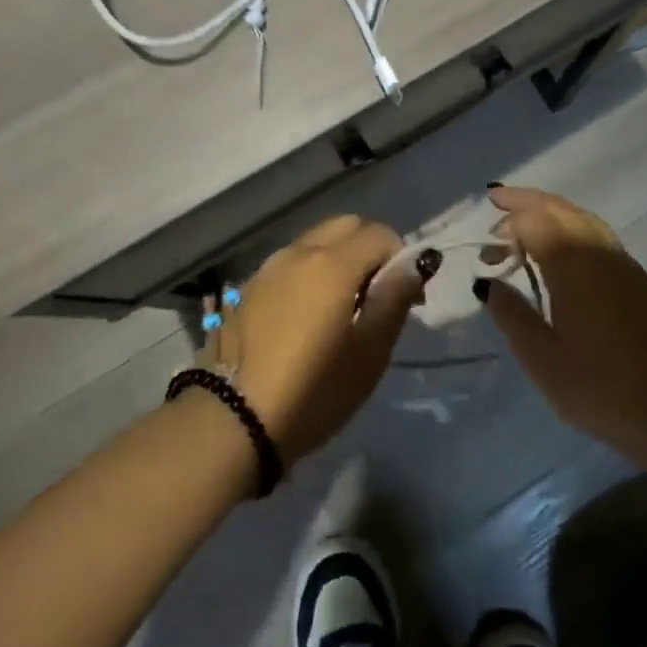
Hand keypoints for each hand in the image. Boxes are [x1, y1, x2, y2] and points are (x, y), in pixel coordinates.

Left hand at [203, 216, 432, 461]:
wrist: (232, 421)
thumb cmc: (314, 391)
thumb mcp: (369, 354)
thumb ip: (394, 300)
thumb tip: (414, 264)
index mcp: (333, 263)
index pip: (380, 233)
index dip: (401, 258)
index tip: (405, 296)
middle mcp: (299, 252)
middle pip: (346, 225)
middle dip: (370, 248)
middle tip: (376, 294)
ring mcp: (269, 267)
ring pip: (316, 241)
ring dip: (339, 258)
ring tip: (341, 307)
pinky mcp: (249, 287)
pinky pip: (291, 263)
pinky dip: (310, 273)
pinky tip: (307, 316)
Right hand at [476, 186, 646, 475]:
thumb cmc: (606, 389)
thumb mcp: (545, 362)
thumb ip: (513, 317)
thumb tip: (489, 283)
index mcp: (573, 266)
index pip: (535, 221)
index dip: (508, 222)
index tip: (488, 241)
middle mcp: (599, 252)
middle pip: (560, 209)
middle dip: (527, 201)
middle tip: (499, 204)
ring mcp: (625, 265)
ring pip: (583, 219)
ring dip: (552, 213)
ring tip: (527, 227)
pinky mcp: (642, 282)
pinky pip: (599, 237)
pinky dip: (573, 230)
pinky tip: (565, 257)